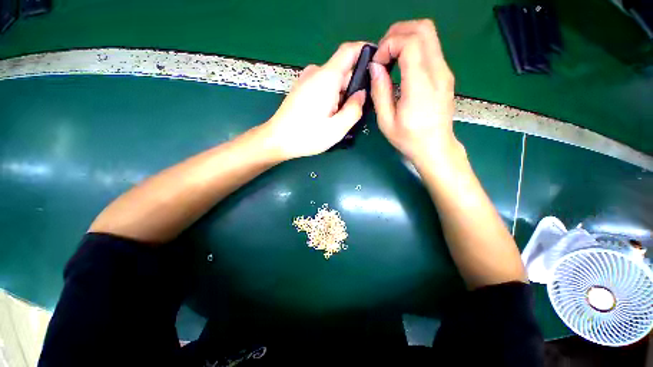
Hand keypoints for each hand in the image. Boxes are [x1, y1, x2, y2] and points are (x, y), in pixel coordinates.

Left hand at [263, 42, 367, 159]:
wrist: (277, 140)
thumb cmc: (307, 136)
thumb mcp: (337, 129)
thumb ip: (354, 109)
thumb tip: (361, 94)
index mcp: (327, 78)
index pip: (349, 50)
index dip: (365, 52)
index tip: (377, 66)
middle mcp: (316, 72)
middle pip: (343, 70)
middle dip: (353, 88)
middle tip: (355, 111)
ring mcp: (306, 79)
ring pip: (333, 81)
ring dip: (341, 96)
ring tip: (339, 118)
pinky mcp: (301, 88)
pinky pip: (323, 86)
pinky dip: (331, 97)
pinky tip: (328, 116)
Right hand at [369, 20, 458, 161]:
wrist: (435, 147)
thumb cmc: (409, 139)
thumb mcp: (386, 121)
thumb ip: (380, 92)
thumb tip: (375, 67)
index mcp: (420, 86)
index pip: (410, 42)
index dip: (389, 44)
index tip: (377, 63)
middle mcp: (437, 72)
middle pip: (423, 29)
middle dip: (397, 33)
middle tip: (382, 53)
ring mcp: (444, 71)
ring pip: (429, 34)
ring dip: (405, 38)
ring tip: (389, 58)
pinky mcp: (445, 74)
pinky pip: (430, 48)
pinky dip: (413, 47)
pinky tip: (401, 65)